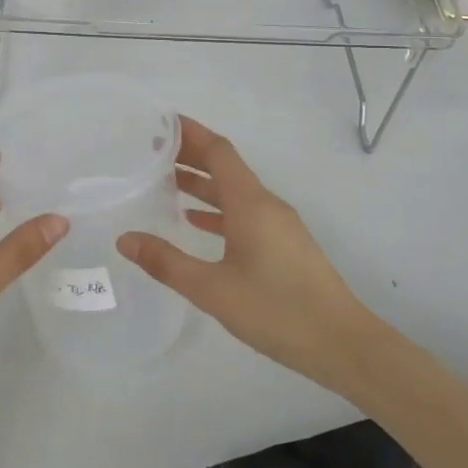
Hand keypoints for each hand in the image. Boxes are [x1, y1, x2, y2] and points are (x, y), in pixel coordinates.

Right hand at [116, 116, 383, 391]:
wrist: (342, 344)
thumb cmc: (276, 310)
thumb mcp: (212, 289)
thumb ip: (166, 262)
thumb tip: (125, 239)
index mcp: (250, 203)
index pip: (218, 151)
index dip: (190, 133)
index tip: (160, 123)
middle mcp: (265, 205)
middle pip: (225, 167)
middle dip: (190, 155)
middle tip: (151, 151)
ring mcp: (278, 225)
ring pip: (233, 191)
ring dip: (202, 183)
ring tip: (164, 181)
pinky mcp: (283, 245)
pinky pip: (243, 213)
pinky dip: (217, 210)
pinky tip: (194, 222)